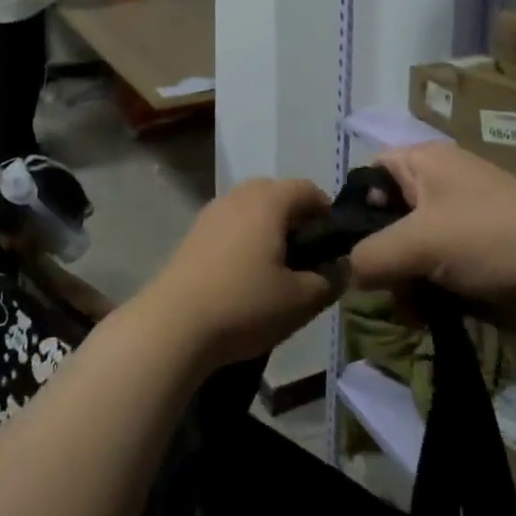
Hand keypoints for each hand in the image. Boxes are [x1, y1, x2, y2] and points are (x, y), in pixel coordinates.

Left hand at [137, 178, 334, 368]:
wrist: (173, 326)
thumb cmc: (244, 305)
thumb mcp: (301, 300)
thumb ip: (331, 280)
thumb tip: (342, 267)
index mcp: (268, 201)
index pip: (307, 189)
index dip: (326, 211)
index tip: (334, 244)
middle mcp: (238, 196)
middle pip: (276, 192)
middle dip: (296, 217)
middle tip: (307, 254)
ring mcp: (211, 213)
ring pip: (250, 207)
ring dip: (268, 227)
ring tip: (276, 266)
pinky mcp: (192, 234)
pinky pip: (229, 224)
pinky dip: (244, 237)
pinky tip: (245, 274)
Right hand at [348, 143, 515, 348]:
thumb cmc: (490, 239)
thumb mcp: (418, 240)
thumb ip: (368, 255)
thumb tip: (346, 273)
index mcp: (425, 163)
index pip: (370, 173)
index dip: (352, 205)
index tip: (340, 246)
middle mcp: (438, 189)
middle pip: (385, 219)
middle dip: (376, 255)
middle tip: (371, 286)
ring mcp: (458, 229)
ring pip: (406, 254)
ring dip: (400, 283)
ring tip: (405, 307)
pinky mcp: (474, 265)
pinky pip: (432, 278)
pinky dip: (424, 298)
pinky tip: (425, 318)